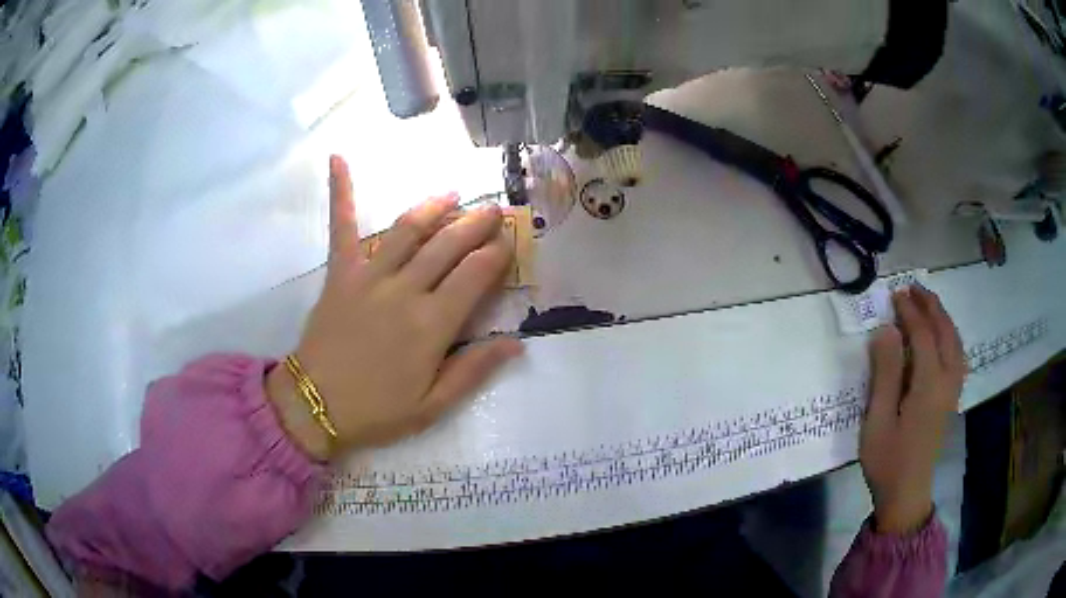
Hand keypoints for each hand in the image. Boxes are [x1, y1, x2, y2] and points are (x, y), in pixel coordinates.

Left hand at [267, 156, 522, 459]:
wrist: (314, 406)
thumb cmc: (377, 411)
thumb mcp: (433, 405)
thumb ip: (473, 371)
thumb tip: (516, 343)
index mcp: (431, 325)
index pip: (475, 275)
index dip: (496, 253)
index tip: (509, 241)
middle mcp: (404, 290)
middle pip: (448, 245)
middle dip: (475, 223)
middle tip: (494, 209)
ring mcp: (369, 276)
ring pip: (408, 229)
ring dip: (433, 206)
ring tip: (452, 194)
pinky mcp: (340, 274)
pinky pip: (342, 227)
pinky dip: (341, 192)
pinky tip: (338, 159)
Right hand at [860, 286, 965, 534]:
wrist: (906, 494)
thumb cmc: (887, 460)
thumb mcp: (877, 420)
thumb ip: (885, 374)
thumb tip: (886, 330)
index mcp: (929, 385)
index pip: (924, 335)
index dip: (910, 312)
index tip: (896, 294)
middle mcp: (947, 381)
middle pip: (945, 332)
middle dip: (931, 306)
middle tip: (913, 288)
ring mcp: (953, 390)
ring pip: (955, 342)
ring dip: (943, 318)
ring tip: (928, 304)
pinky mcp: (952, 399)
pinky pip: (958, 356)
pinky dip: (951, 336)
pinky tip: (942, 336)